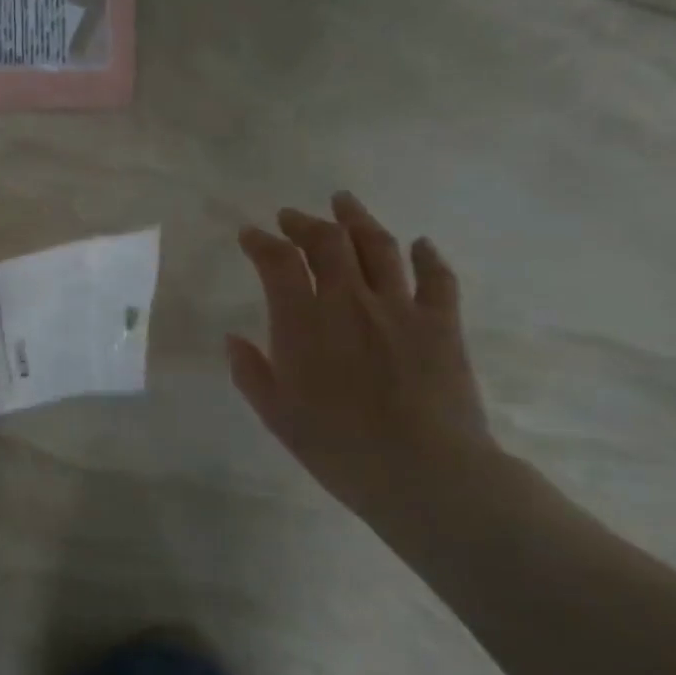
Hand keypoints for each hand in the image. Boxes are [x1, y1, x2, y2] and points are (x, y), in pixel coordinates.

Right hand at [227, 192, 500, 526]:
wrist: (425, 472)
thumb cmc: (337, 446)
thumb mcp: (276, 414)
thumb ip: (250, 371)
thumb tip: (233, 339)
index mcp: (303, 321)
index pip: (277, 261)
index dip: (260, 242)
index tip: (250, 235)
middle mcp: (349, 301)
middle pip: (327, 242)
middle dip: (304, 223)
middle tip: (292, 216)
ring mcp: (399, 309)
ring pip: (379, 247)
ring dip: (357, 220)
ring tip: (344, 203)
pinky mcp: (442, 324)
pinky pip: (438, 278)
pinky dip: (428, 256)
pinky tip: (420, 244)